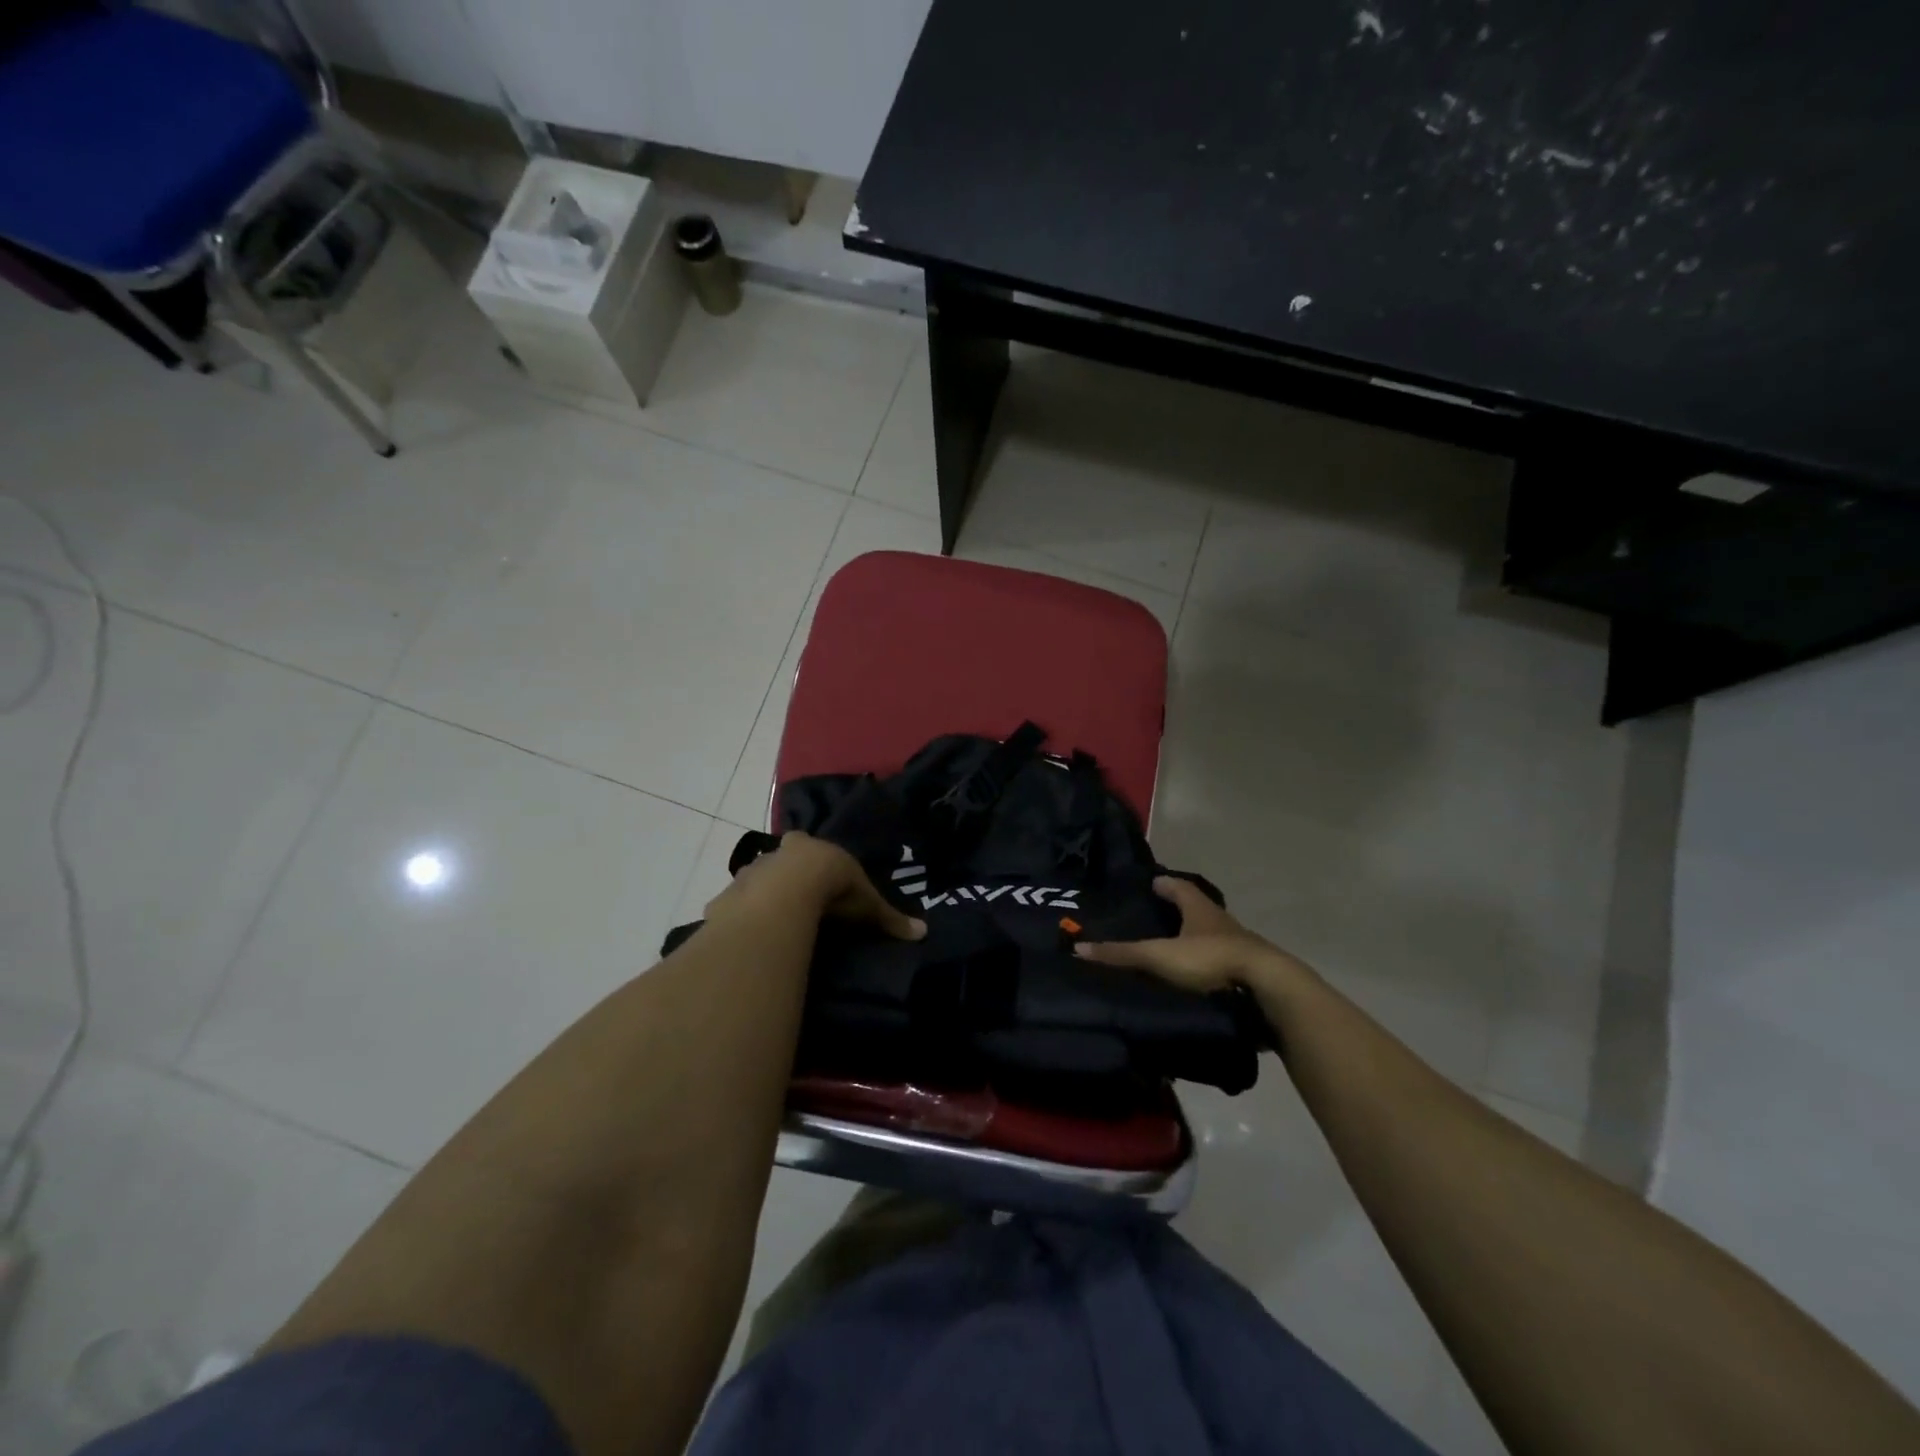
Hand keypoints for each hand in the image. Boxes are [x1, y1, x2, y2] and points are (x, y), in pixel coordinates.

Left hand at [706, 831, 925, 941]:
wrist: (786, 893)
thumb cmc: (830, 888)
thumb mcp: (865, 903)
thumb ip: (888, 917)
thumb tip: (922, 933)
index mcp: (807, 847)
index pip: (804, 844)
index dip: (809, 858)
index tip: (815, 874)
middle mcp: (775, 855)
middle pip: (776, 861)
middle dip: (782, 875)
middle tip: (794, 900)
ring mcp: (749, 876)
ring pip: (754, 883)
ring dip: (760, 897)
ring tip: (772, 922)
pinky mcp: (729, 900)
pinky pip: (735, 909)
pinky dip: (742, 919)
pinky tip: (750, 937)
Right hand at [1074, 875, 1306, 993]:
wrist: (1266, 989)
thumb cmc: (1210, 960)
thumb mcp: (1159, 957)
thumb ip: (1121, 954)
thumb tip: (1079, 947)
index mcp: (1200, 908)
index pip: (1179, 886)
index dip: (1164, 884)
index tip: (1151, 882)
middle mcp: (1221, 921)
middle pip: (1197, 909)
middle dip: (1179, 909)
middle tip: (1157, 913)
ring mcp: (1238, 946)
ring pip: (1212, 935)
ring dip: (1195, 937)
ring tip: (1173, 947)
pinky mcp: (1248, 972)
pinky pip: (1222, 962)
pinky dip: (1208, 964)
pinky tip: (1196, 976)